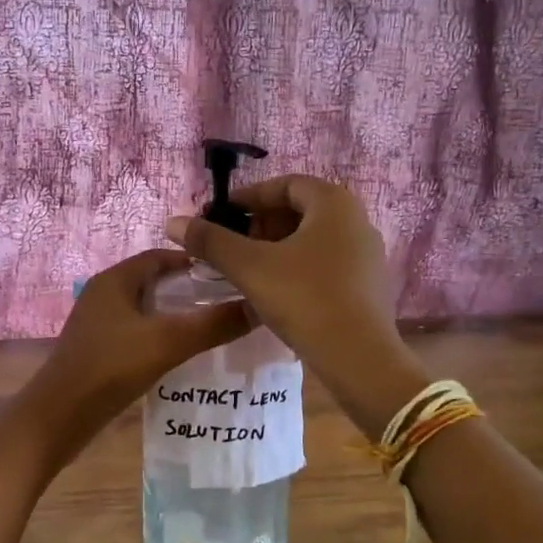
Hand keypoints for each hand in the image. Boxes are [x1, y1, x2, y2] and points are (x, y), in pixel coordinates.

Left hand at [17, 248, 252, 458]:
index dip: (195, 262)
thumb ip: (213, 324)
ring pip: (145, 309)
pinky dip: (159, 336)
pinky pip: (136, 332)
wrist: (58, 417)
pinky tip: (181, 354)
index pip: (161, 256)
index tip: (229, 275)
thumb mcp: (167, 342)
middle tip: (227, 303)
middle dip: (189, 290)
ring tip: (212, 328)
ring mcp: (98, 323)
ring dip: (175, 315)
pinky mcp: (97, 348)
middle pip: (154, 282)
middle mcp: (104, 294)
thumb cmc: (110, 368)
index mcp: (115, 280)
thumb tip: (258, 306)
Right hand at [164, 177, 421, 435]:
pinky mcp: (368, 285)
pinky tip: (275, 291)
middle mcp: (357, 220)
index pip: (285, 185)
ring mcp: (367, 254)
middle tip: (232, 244)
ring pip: (313, 238)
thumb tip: (174, 222)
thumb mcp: (250, 267)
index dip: (249, 197)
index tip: (221, 216)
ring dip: (277, 247)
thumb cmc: (304, 299)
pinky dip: (297, 267)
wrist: (358, 358)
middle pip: (300, 210)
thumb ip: (211, 241)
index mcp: (334, 203)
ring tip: (248, 269)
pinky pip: (326, 262)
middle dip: (261, 224)